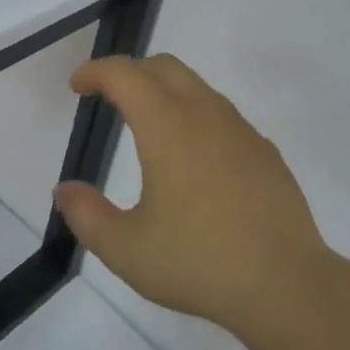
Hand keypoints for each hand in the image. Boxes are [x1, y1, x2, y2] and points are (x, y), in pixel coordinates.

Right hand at [53, 54, 332, 339]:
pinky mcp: (264, 150)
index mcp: (167, 126)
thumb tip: (65, 190)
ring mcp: (240, 129)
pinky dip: (195, 116)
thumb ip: (87, 215)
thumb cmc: (198, 261)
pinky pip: (222, 115)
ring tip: (147, 127)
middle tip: (107, 97)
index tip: (77, 86)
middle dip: (130, 72)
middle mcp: (205, 114)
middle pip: (163, 67)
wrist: (284, 282)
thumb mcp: (126, 249)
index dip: (95, 71)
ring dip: (165, 91)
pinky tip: (193, 160)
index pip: (125, 74)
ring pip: (197, 87)